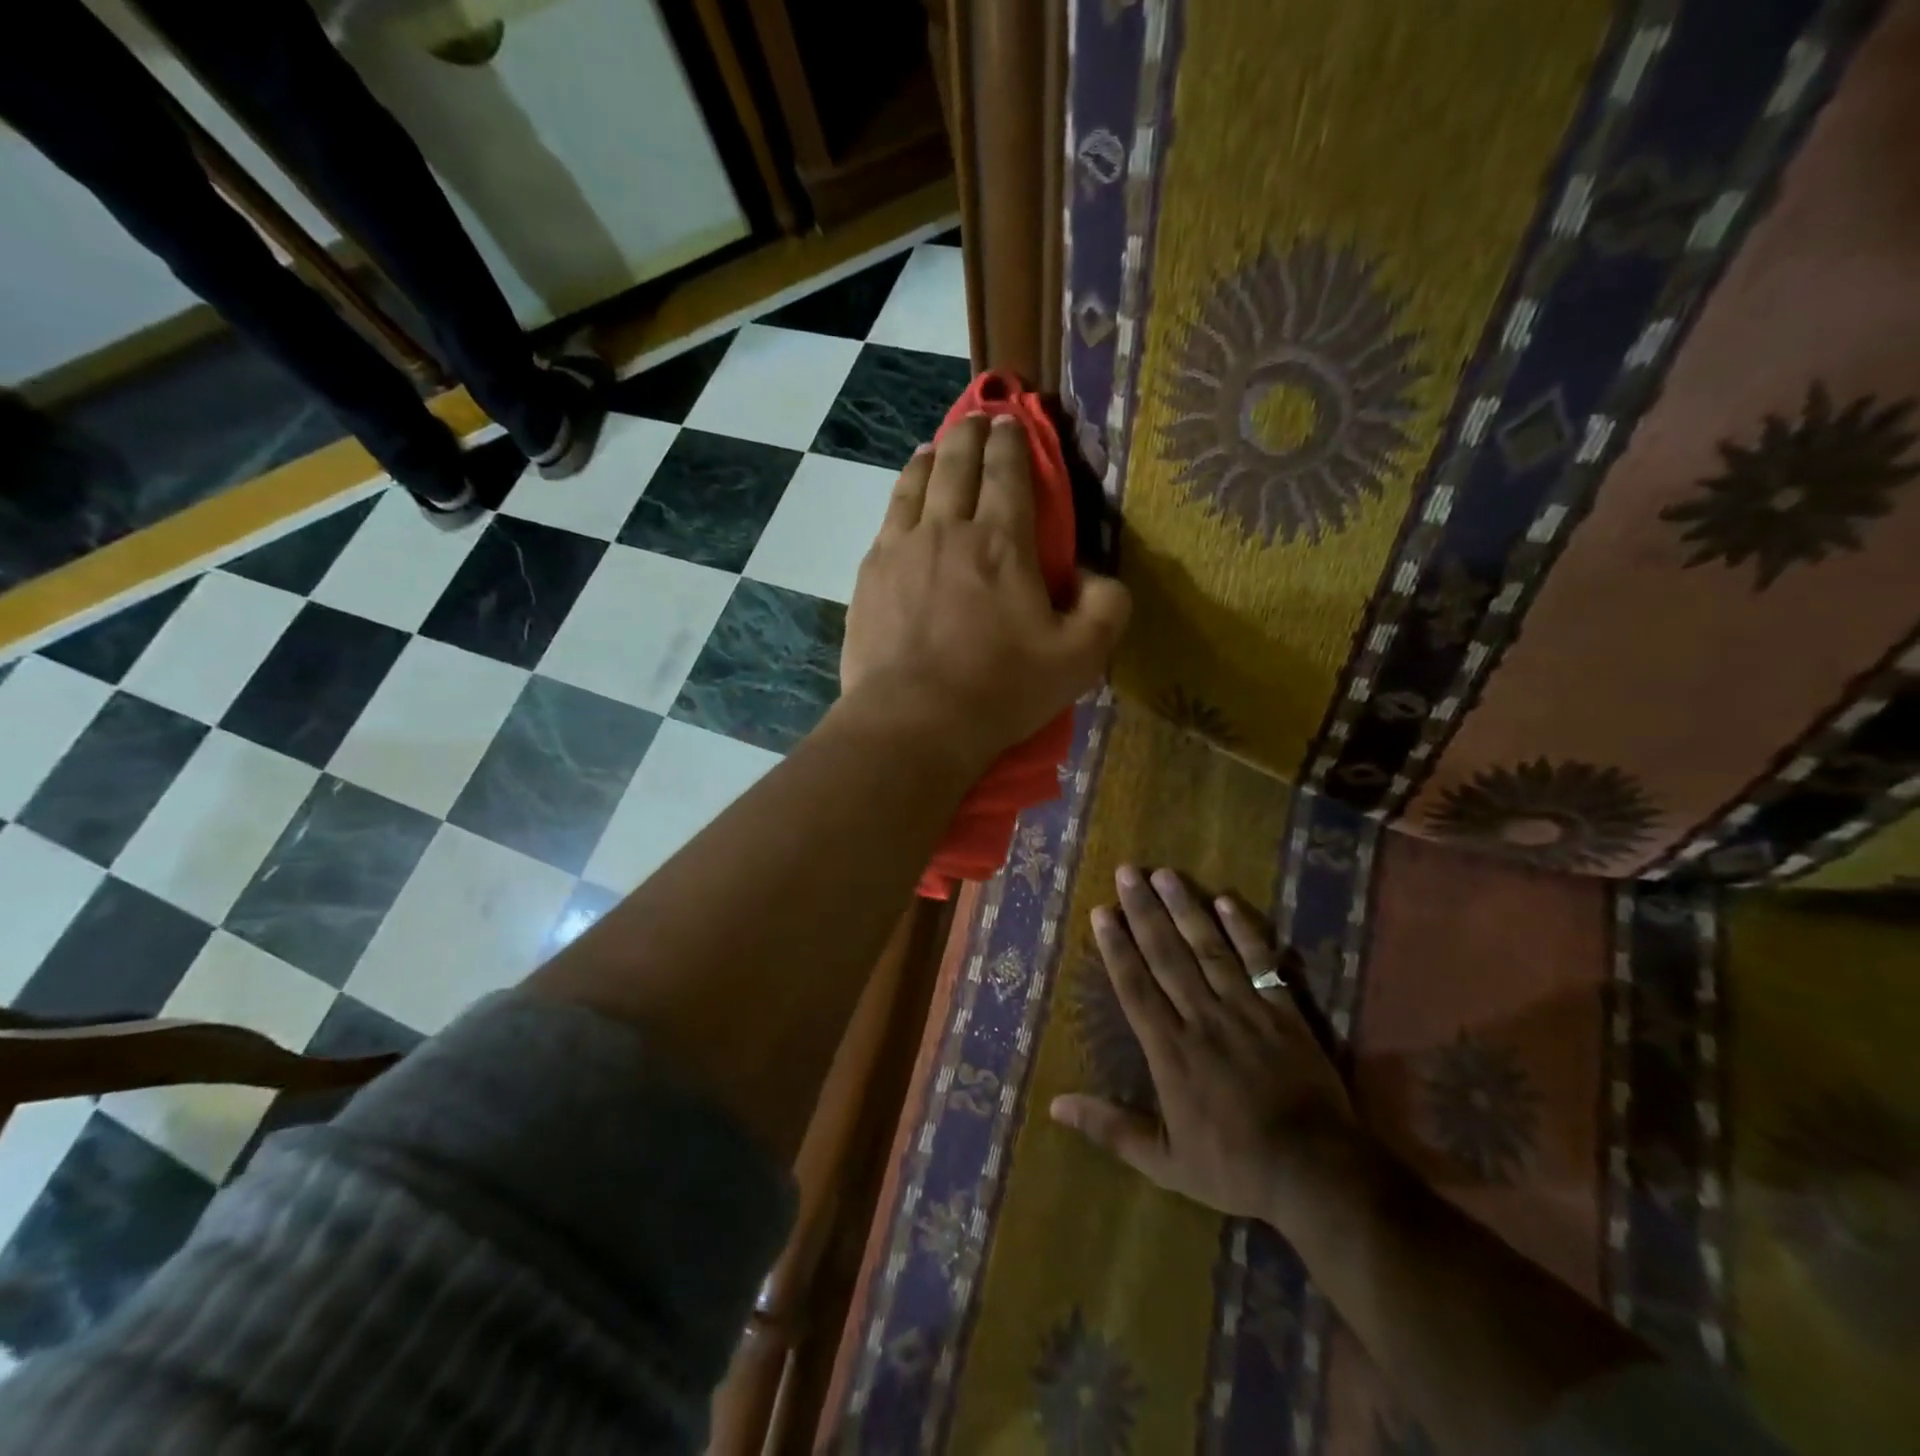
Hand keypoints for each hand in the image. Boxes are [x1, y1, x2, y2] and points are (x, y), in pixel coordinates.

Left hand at [840, 413, 1129, 771]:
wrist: (913, 721)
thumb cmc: (1000, 690)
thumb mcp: (1079, 659)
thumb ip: (1106, 609)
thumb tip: (1099, 577)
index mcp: (1003, 543)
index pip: (1009, 472)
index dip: (1014, 442)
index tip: (1013, 423)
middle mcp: (949, 529)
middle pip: (957, 462)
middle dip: (971, 433)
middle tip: (977, 420)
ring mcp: (901, 548)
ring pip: (915, 482)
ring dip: (931, 457)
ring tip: (937, 448)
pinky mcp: (870, 574)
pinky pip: (888, 518)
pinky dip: (902, 495)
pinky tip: (905, 500)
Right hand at [1051, 866, 1364, 1229]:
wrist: (1316, 1173)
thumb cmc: (1234, 1167)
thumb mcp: (1164, 1162)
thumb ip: (1110, 1128)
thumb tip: (1055, 1104)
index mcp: (1170, 1050)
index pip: (1135, 987)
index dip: (1117, 947)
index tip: (1102, 912)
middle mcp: (1202, 1018)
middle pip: (1167, 955)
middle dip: (1144, 911)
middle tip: (1127, 872)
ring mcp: (1245, 1010)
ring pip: (1208, 948)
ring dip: (1185, 908)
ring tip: (1165, 874)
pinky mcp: (1283, 1011)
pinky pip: (1259, 963)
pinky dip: (1243, 931)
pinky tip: (1226, 901)